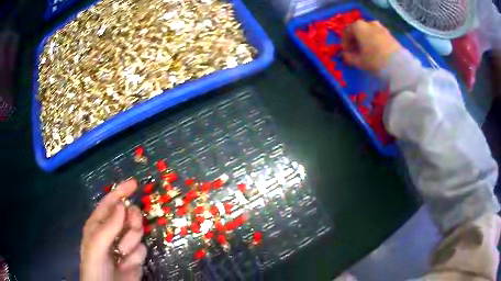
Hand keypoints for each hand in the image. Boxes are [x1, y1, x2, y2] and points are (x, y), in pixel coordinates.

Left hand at [80, 179, 146, 280]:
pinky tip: (127, 264)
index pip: (110, 202)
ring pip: (137, 232)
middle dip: (132, 220)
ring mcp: (125, 244)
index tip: (134, 184)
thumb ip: (109, 225)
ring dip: (131, 242)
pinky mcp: (135, 257)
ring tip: (123, 253)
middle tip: (131, 226)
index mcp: (98, 224)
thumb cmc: (95, 265)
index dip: (121, 191)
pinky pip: (142, 249)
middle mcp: (113, 231)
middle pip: (128, 215)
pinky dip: (136, 256)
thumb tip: (122, 205)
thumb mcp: (97, 245)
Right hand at [342, 20, 401, 73]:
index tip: (346, 53)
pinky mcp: (390, 35)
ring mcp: (381, 28)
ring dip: (366, 41)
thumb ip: (349, 57)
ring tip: (367, 52)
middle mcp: (369, 23)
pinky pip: (378, 36)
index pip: (347, 32)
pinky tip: (377, 52)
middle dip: (356, 40)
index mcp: (358, 26)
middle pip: (359, 30)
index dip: (345, 43)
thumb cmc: (375, 60)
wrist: (398, 65)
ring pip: (369, 33)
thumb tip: (346, 55)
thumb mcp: (359, 61)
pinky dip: (375, 42)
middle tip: (356, 52)